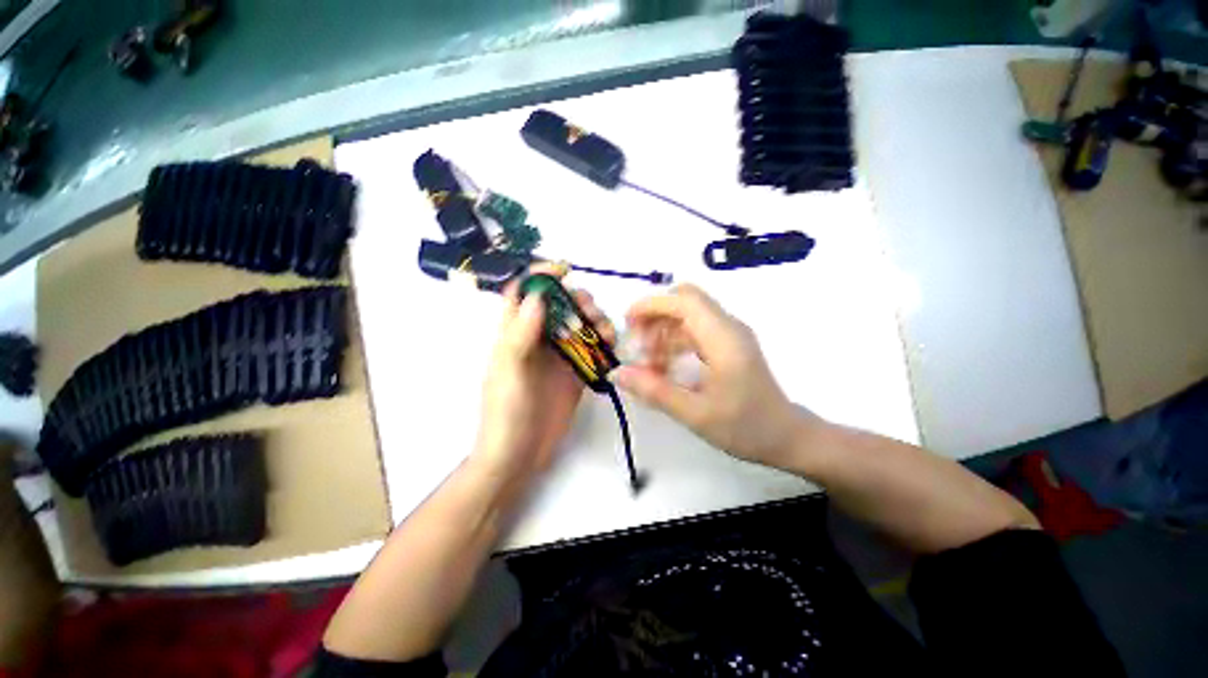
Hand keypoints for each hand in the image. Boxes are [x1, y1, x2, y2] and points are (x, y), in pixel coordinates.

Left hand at [472, 266, 616, 483]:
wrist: (519, 454)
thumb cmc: (506, 411)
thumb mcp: (509, 370)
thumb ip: (521, 333)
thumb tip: (538, 294)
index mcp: (514, 333)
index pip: (523, 293)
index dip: (540, 276)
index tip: (564, 270)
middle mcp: (538, 338)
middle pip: (559, 305)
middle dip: (576, 299)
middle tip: (589, 310)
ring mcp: (558, 355)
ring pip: (579, 324)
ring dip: (594, 320)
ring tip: (605, 332)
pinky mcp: (575, 371)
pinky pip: (591, 348)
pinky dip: (603, 342)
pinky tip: (610, 346)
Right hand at [612, 285, 815, 468]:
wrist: (787, 437)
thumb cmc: (745, 427)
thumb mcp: (695, 414)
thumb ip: (654, 391)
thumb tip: (617, 373)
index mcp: (723, 338)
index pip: (684, 301)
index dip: (651, 305)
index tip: (627, 323)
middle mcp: (728, 327)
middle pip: (685, 300)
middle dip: (655, 315)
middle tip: (637, 344)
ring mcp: (729, 334)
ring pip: (688, 315)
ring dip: (663, 331)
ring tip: (649, 363)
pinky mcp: (728, 345)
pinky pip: (695, 331)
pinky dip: (674, 341)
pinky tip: (665, 366)